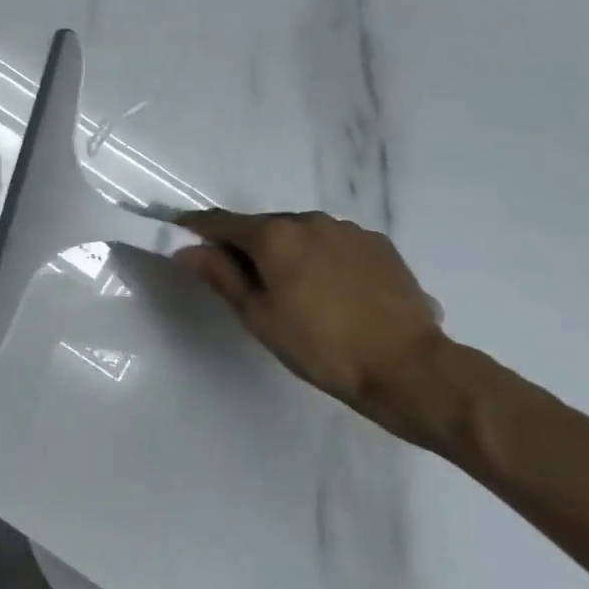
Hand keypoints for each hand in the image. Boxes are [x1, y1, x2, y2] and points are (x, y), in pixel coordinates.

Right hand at [174, 210, 450, 446]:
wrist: (410, 368)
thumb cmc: (321, 347)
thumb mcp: (259, 317)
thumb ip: (221, 276)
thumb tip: (187, 250)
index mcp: (274, 235)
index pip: (221, 222)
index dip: (196, 227)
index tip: (179, 233)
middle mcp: (309, 220)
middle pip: (263, 227)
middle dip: (247, 246)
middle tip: (243, 280)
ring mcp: (348, 230)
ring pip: (301, 234)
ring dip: (287, 252)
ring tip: (295, 291)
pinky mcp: (379, 245)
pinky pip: (334, 244)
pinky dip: (322, 259)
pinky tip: (332, 292)